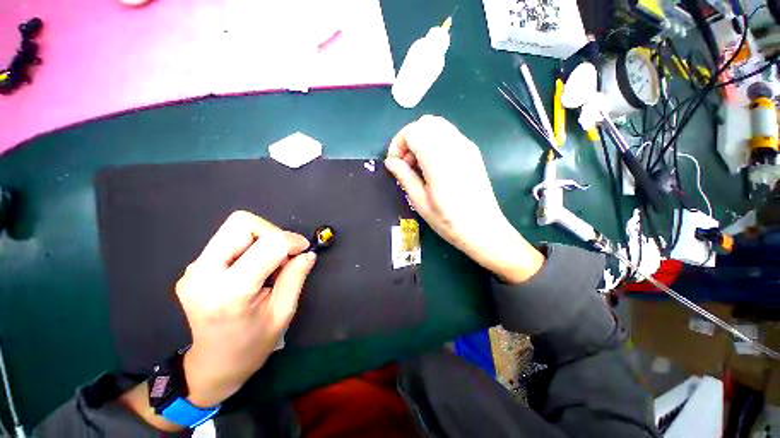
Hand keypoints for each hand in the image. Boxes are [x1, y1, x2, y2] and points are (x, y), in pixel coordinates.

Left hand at [176, 211, 315, 406]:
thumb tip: (308, 253)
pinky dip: (251, 245)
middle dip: (272, 231)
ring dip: (262, 237)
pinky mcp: (195, 267)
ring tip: (271, 262)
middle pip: (242, 223)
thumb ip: (296, 277)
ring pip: (235, 227)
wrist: (213, 365)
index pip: (267, 244)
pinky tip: (256, 267)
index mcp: (229, 291)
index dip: (292, 241)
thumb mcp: (283, 313)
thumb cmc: (252, 346)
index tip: (303, 249)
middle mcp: (203, 274)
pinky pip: (228, 239)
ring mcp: (194, 269)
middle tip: (284, 253)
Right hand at [384, 115, 543, 283]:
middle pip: (425, 123)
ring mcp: (466, 146)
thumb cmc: (448, 221)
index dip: (398, 144)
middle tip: (406, 163)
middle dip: (409, 139)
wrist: (483, 229)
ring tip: (418, 165)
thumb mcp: (420, 201)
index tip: (395, 163)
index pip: (412, 131)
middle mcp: (454, 145)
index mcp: (438, 159)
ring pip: (438, 126)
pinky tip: (433, 164)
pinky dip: (435, 142)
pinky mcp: (472, 151)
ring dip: (422, 139)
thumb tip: (390, 162)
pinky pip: (449, 135)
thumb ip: (404, 176)